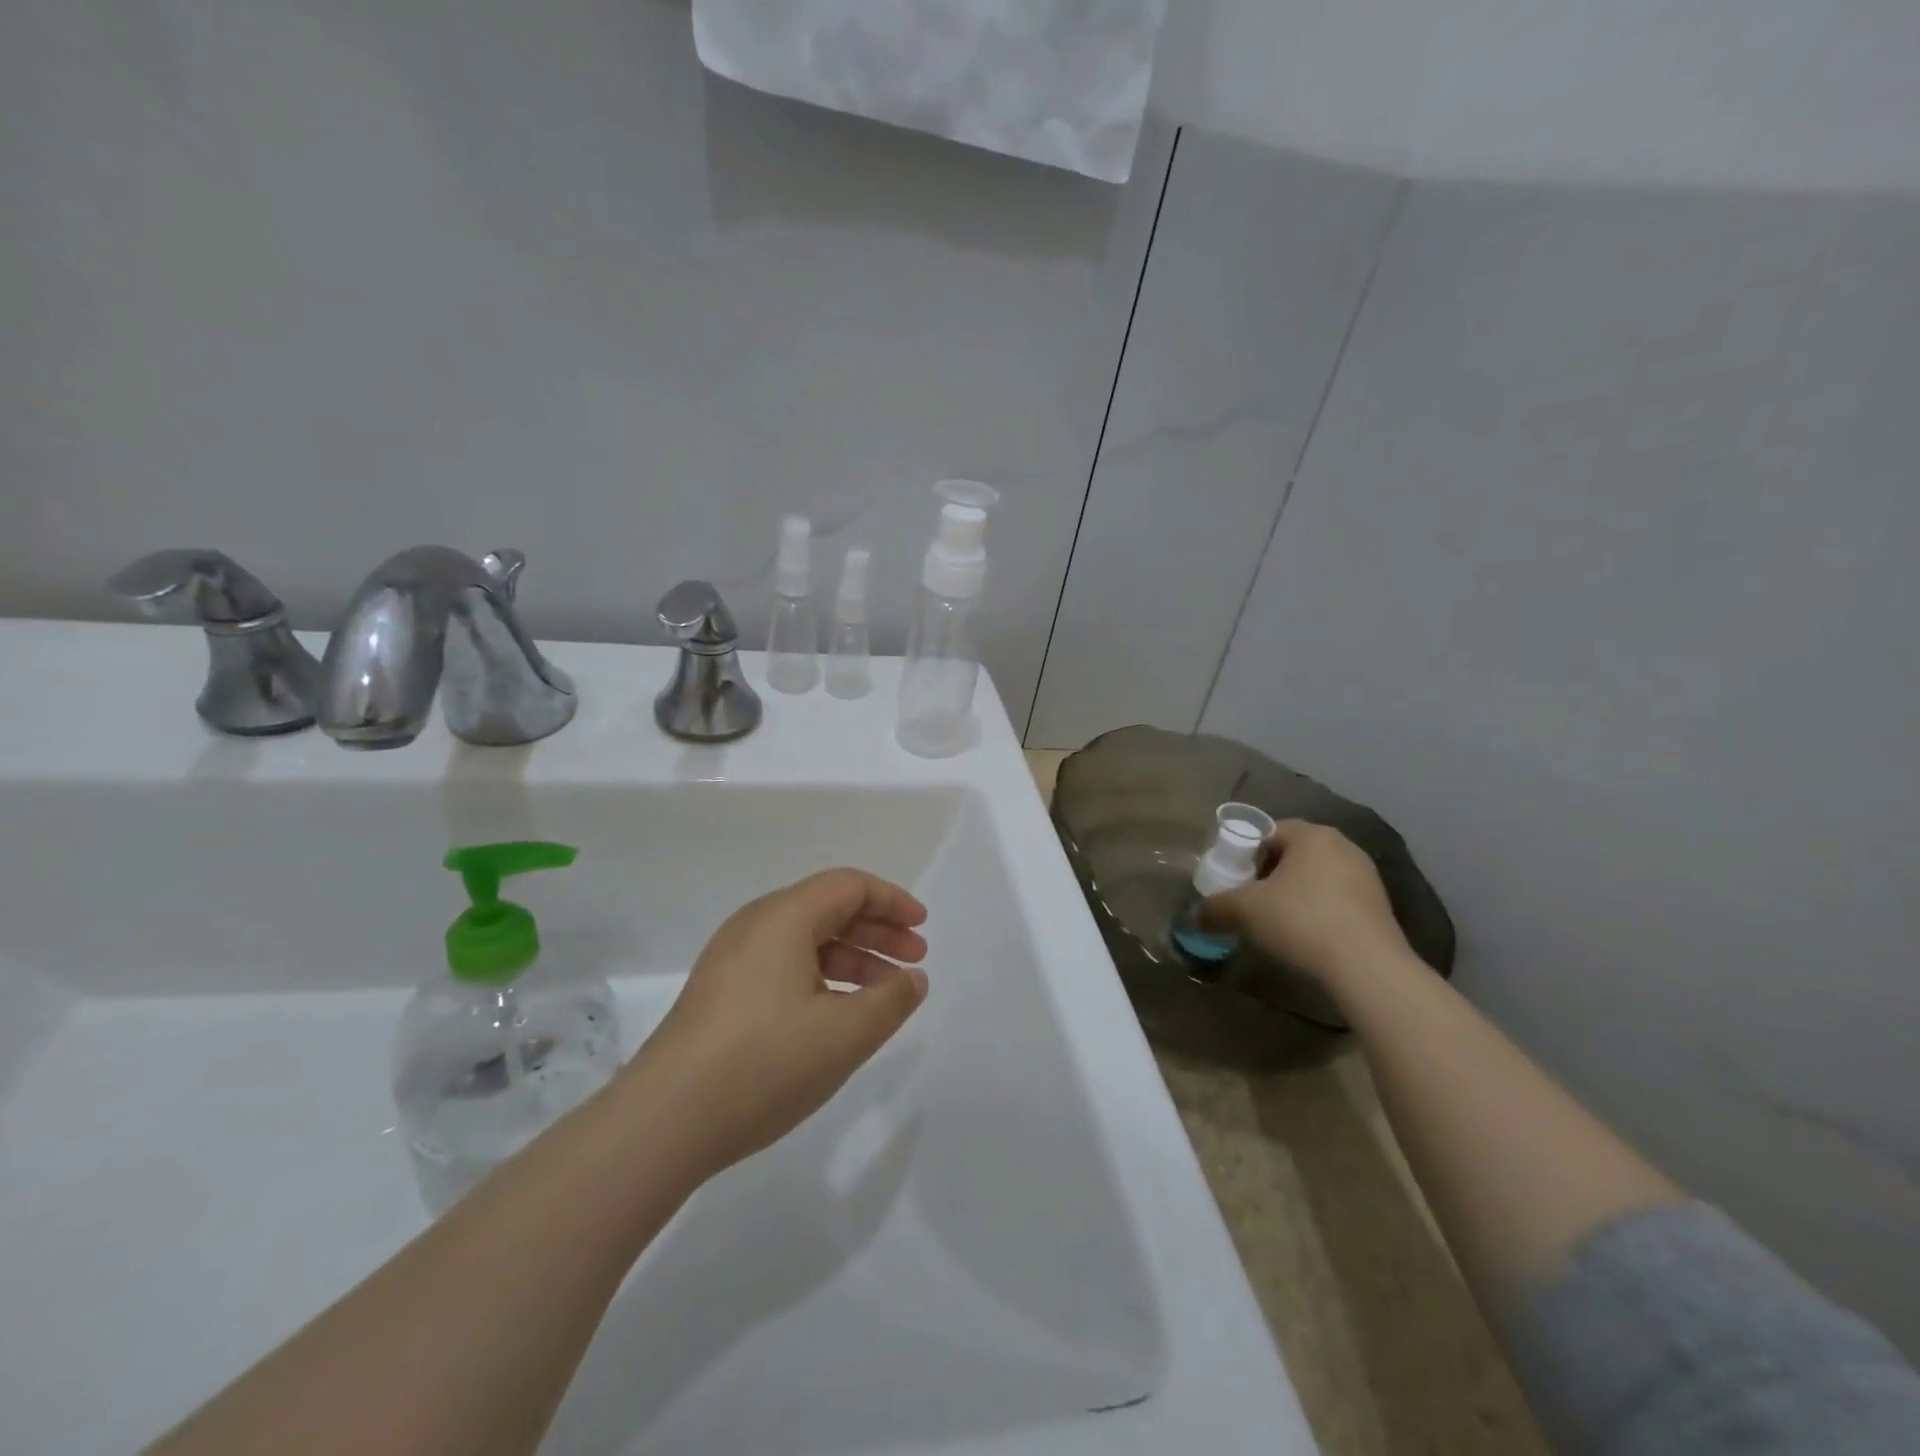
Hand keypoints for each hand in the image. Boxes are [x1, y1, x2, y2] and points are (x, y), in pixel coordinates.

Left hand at [627, 868, 929, 1177]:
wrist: (664, 1120)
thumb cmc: (764, 1063)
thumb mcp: (845, 1034)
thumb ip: (891, 1000)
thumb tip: (913, 979)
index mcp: (784, 917)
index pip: (849, 886)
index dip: (892, 901)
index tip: (922, 928)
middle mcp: (755, 925)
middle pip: (827, 908)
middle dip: (877, 930)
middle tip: (914, 960)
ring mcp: (732, 959)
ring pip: (805, 940)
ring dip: (851, 957)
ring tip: (885, 993)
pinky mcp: (720, 992)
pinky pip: (783, 965)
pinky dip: (821, 976)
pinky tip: (837, 1013)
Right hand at [1198, 820, 1410, 987]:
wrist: (1368, 968)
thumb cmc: (1301, 921)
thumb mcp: (1245, 911)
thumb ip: (1215, 907)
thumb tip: (1197, 914)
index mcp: (1311, 835)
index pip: (1267, 832)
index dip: (1244, 854)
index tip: (1232, 880)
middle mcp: (1343, 846)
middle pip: (1291, 854)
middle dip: (1267, 875)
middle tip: (1248, 901)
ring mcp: (1366, 876)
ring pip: (1314, 878)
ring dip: (1292, 895)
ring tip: (1275, 923)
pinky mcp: (1379, 907)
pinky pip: (1335, 900)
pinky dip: (1316, 912)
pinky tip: (1305, 937)